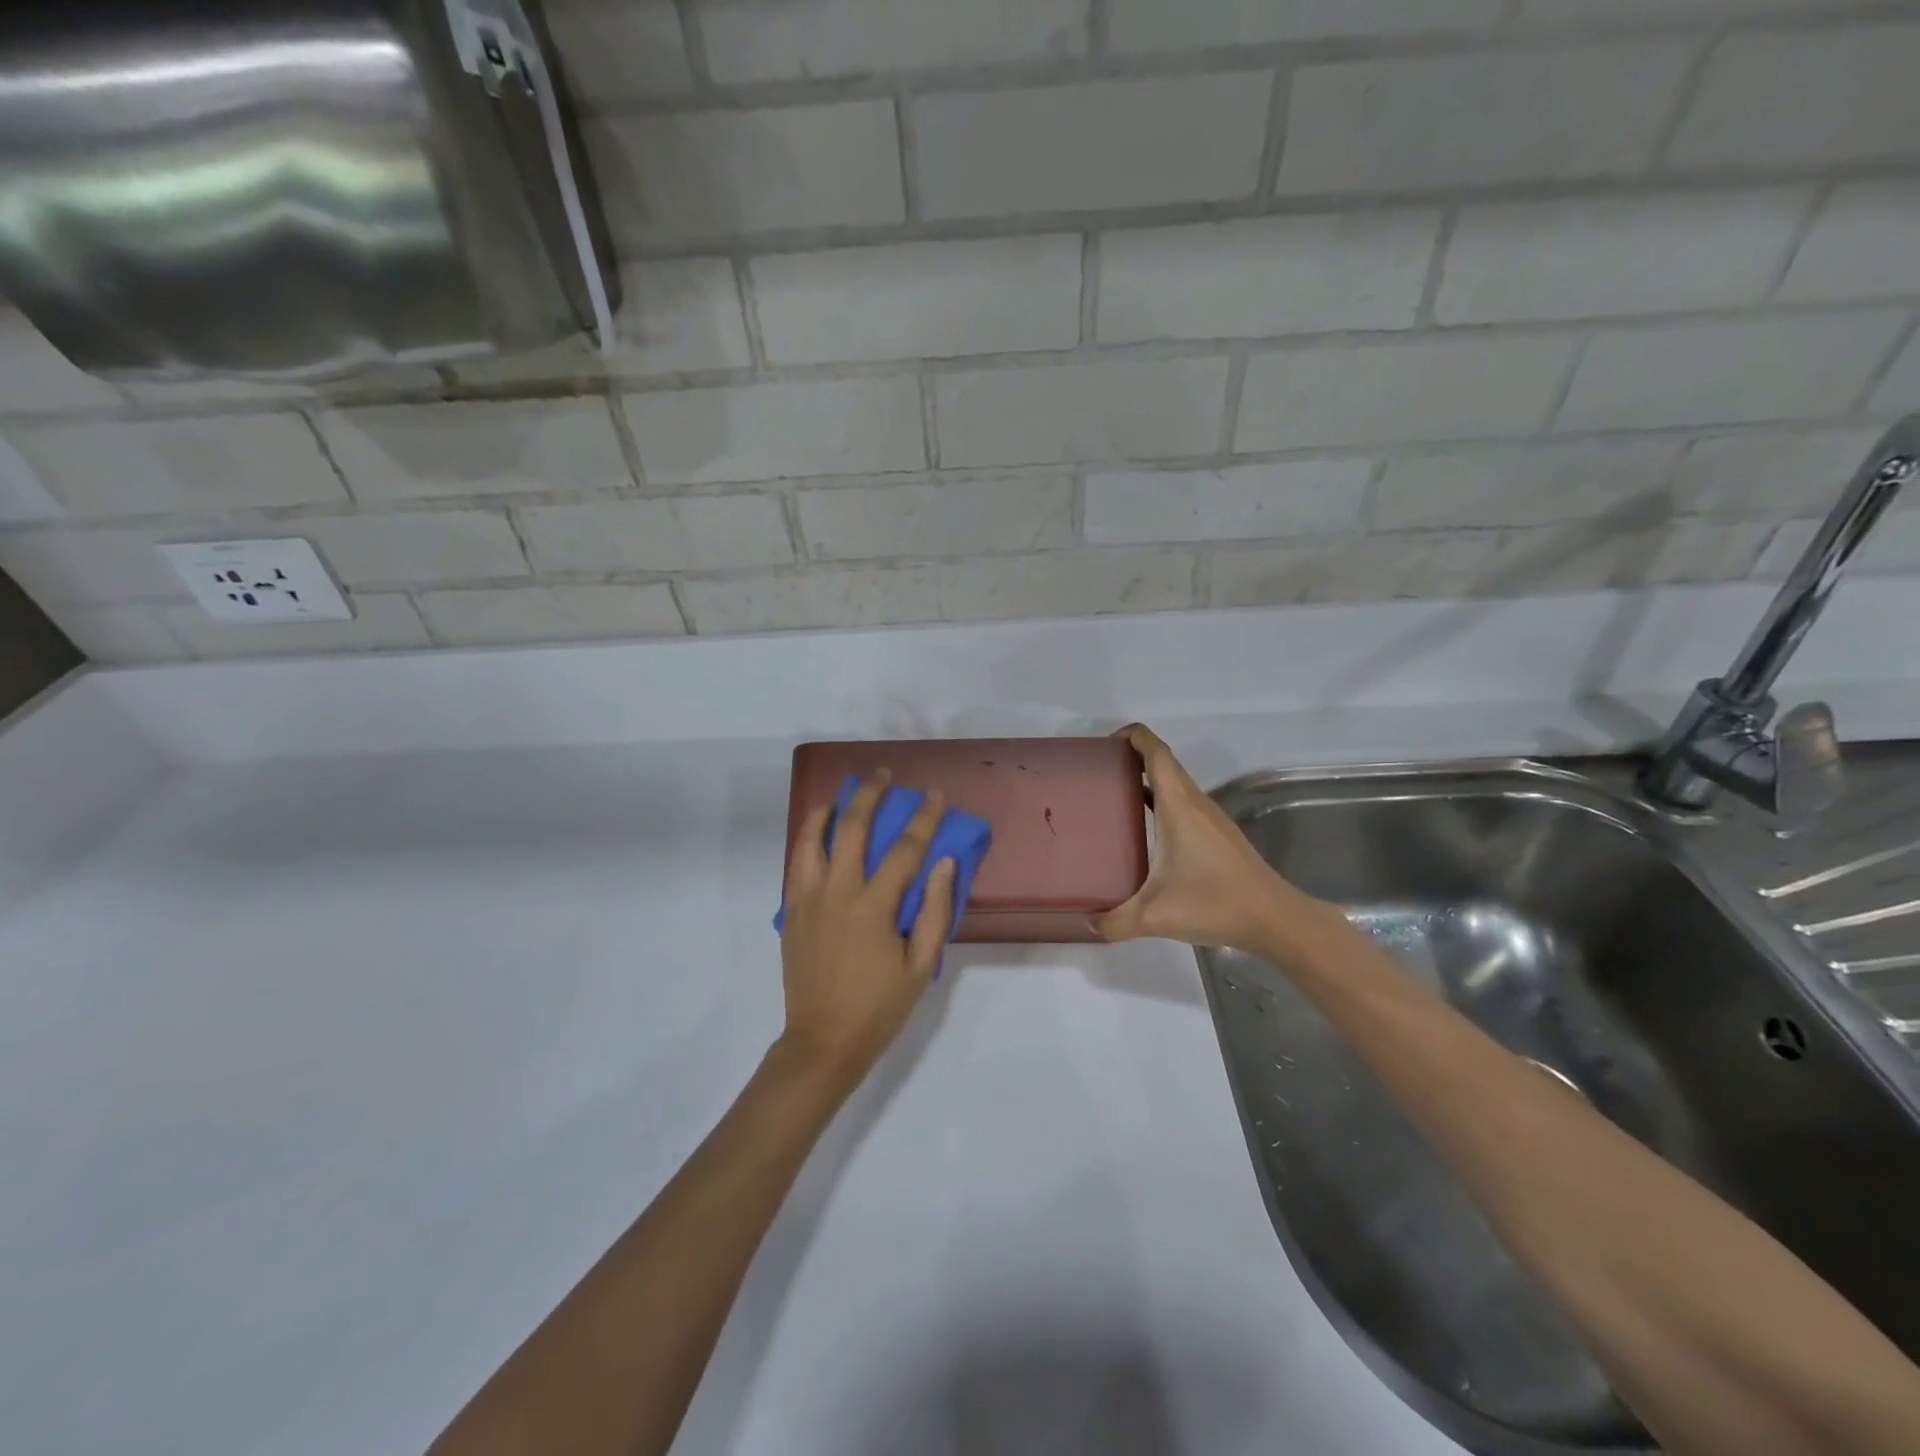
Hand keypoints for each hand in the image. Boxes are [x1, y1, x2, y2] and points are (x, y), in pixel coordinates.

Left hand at [777, 772, 956, 1090]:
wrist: (822, 1042)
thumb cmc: (879, 1007)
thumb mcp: (921, 966)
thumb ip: (934, 910)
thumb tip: (944, 862)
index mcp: (873, 907)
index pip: (904, 849)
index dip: (923, 817)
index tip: (934, 793)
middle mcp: (836, 892)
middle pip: (853, 827)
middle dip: (870, 795)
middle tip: (882, 775)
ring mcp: (807, 898)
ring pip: (812, 836)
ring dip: (829, 808)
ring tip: (842, 793)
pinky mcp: (791, 910)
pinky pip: (797, 860)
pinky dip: (808, 836)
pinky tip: (819, 830)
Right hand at [1091, 724, 1327, 952]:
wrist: (1275, 919)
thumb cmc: (1215, 904)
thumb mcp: (1155, 916)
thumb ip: (1114, 921)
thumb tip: (1085, 923)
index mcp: (1179, 805)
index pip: (1156, 752)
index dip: (1132, 736)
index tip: (1104, 743)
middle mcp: (1195, 802)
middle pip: (1163, 763)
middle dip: (1131, 757)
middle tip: (1097, 773)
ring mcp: (1209, 817)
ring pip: (1175, 783)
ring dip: (1146, 779)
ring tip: (1112, 796)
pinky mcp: (1217, 834)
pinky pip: (1183, 802)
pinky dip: (1160, 800)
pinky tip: (1143, 828)